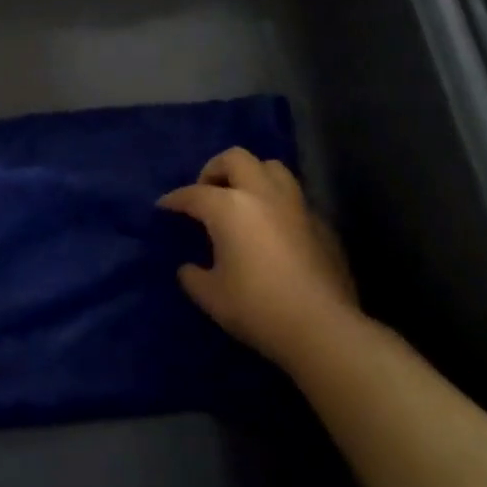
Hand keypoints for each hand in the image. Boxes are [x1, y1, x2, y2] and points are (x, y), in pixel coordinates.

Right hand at [158, 148, 360, 371]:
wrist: (321, 328)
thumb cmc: (257, 308)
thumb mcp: (211, 296)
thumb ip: (193, 276)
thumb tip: (189, 268)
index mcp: (230, 207)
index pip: (194, 194)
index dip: (175, 199)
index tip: (164, 206)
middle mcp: (263, 195)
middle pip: (236, 159)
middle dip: (215, 169)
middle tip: (206, 192)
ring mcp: (297, 206)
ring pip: (272, 169)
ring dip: (251, 176)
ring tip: (242, 200)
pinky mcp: (321, 224)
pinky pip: (294, 199)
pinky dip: (277, 203)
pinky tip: (273, 229)